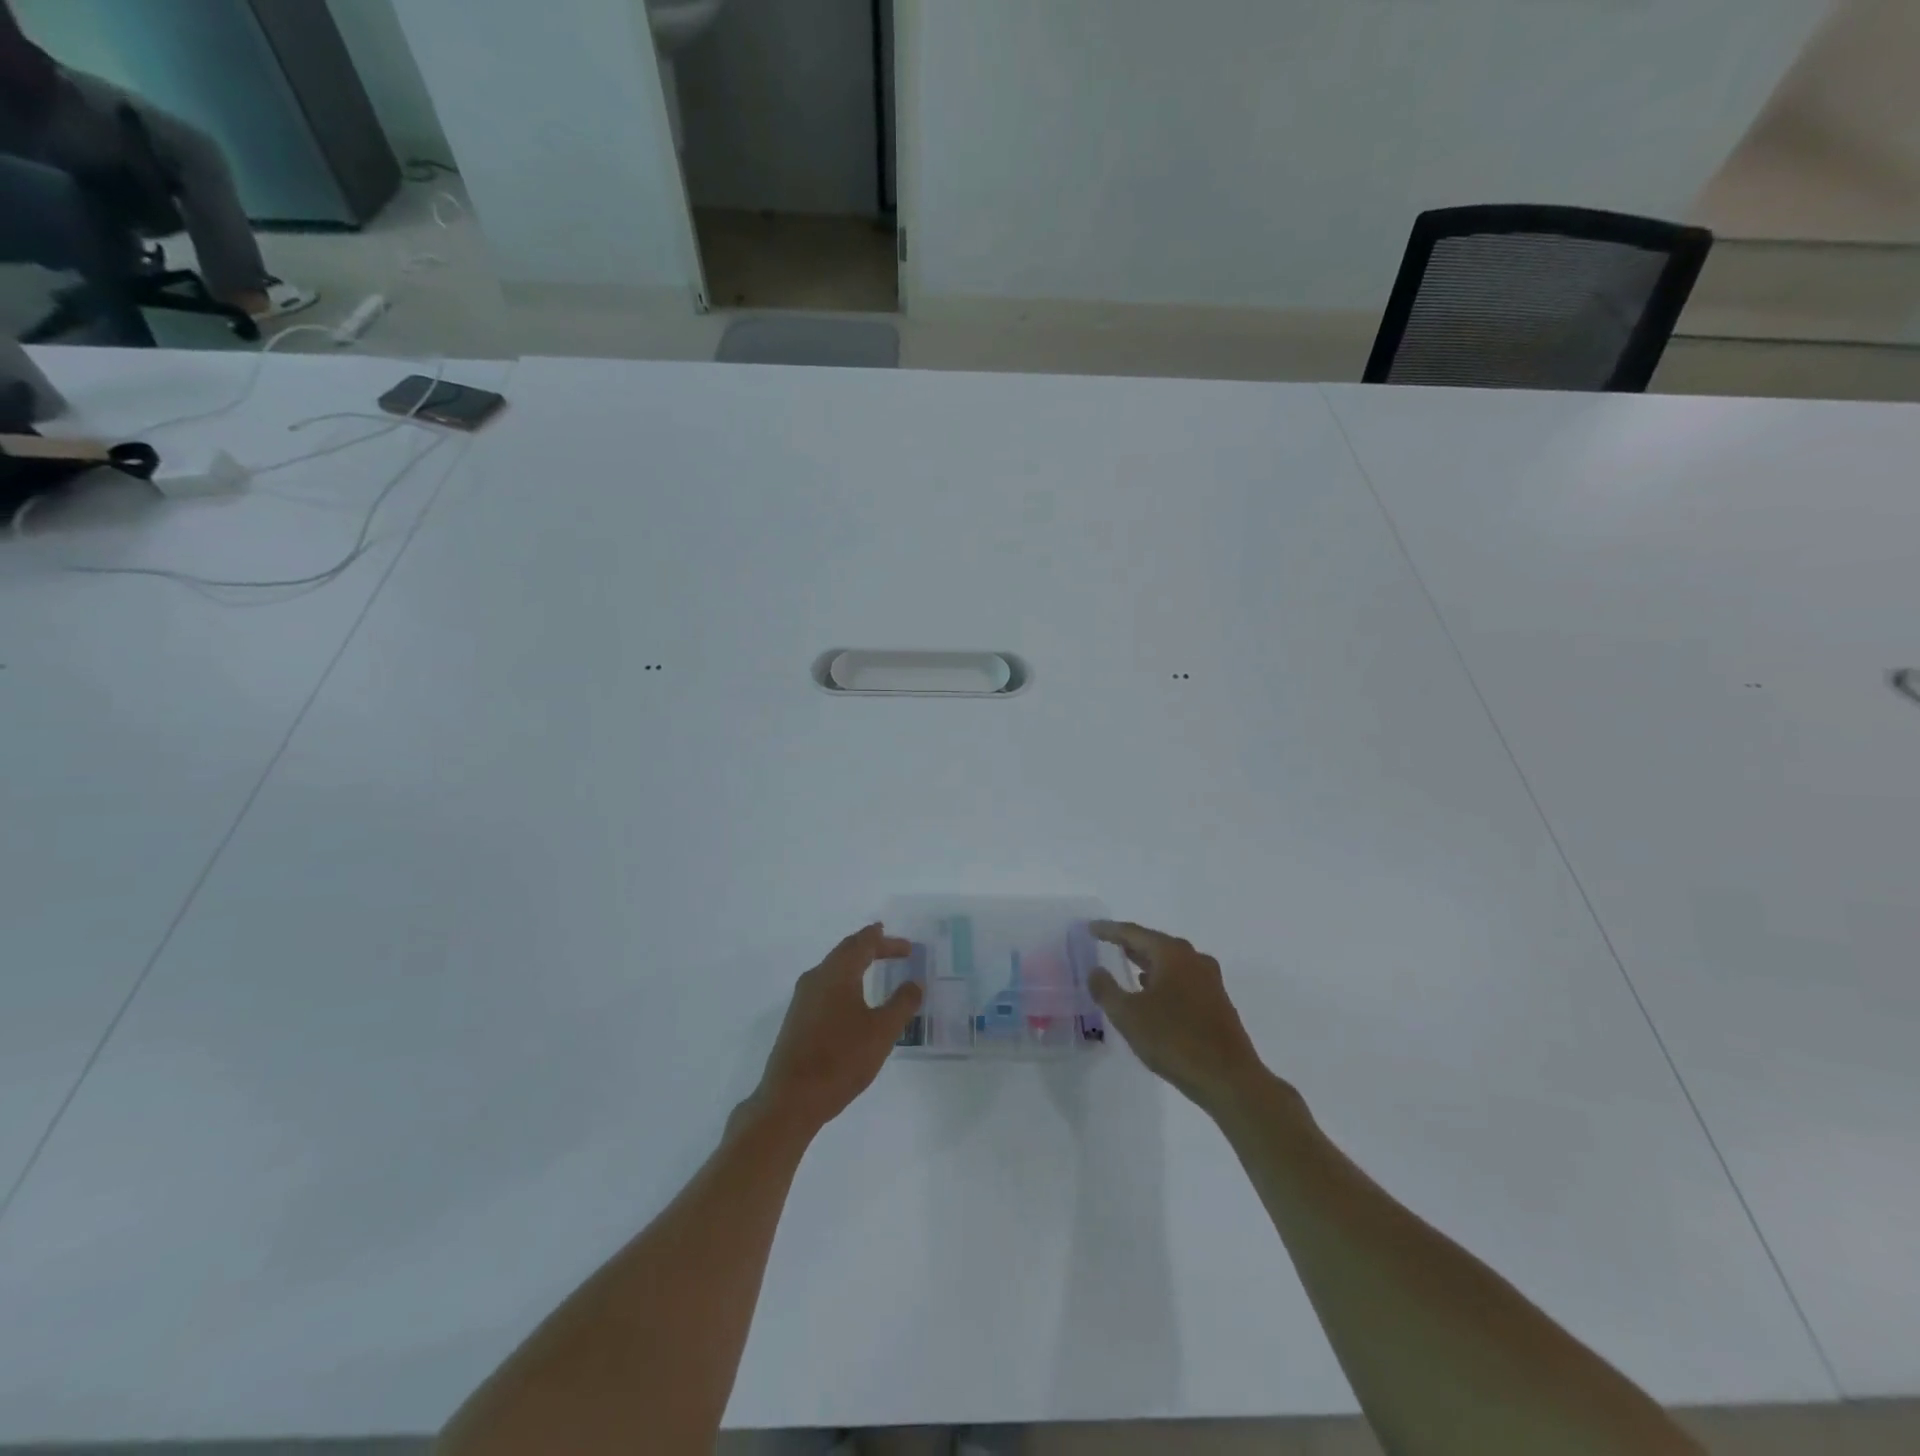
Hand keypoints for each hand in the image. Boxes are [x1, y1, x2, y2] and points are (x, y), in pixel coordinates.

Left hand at [746, 924, 921, 1136]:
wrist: (791, 1099)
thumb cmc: (841, 1059)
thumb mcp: (882, 1032)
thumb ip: (902, 1004)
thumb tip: (914, 983)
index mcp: (837, 973)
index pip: (863, 943)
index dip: (886, 941)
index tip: (907, 946)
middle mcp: (816, 977)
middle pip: (846, 951)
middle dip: (870, 946)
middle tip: (892, 948)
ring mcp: (803, 998)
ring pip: (833, 968)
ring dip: (855, 963)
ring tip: (873, 966)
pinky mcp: (797, 1018)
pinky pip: (825, 985)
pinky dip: (844, 980)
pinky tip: (852, 998)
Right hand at [1089, 921, 1268, 1114]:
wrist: (1229, 1079)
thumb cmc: (1174, 1040)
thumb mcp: (1128, 1016)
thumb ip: (1106, 990)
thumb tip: (1096, 971)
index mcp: (1172, 954)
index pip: (1134, 933)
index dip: (1109, 930)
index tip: (1091, 928)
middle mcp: (1193, 959)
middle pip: (1155, 944)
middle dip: (1131, 944)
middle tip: (1109, 942)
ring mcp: (1209, 980)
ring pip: (1171, 962)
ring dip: (1148, 962)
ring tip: (1128, 965)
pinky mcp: (1217, 1002)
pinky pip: (1183, 979)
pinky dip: (1164, 979)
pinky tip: (1154, 994)